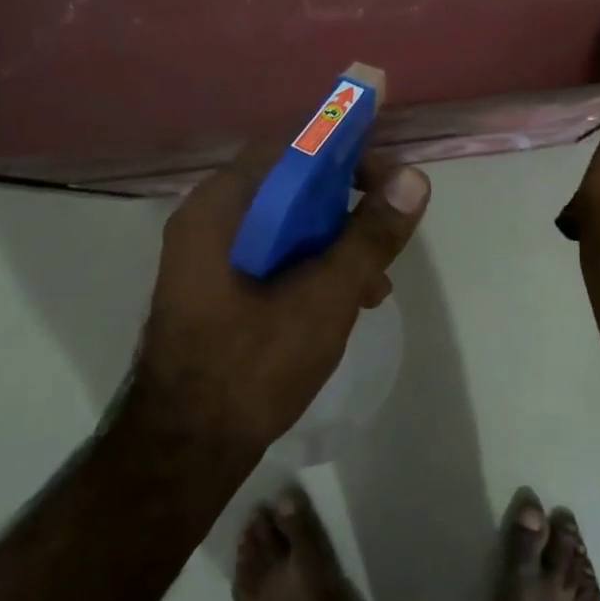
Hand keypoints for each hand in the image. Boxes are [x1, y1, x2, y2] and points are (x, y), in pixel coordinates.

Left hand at [132, 145, 430, 456]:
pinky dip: (313, 267)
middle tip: (388, 229)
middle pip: (289, 186)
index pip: (289, 149)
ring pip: (286, 225)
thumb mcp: (325, 296)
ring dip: (335, 242)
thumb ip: (370, 236)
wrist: (185, 450)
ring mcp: (209, 257)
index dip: (344, 153)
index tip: (388, 179)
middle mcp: (207, 221)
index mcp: (220, 208)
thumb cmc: (252, 365)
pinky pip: (273, 257)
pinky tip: (348, 302)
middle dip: (347, 205)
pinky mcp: (218, 288)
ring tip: (376, 281)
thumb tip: (414, 179)